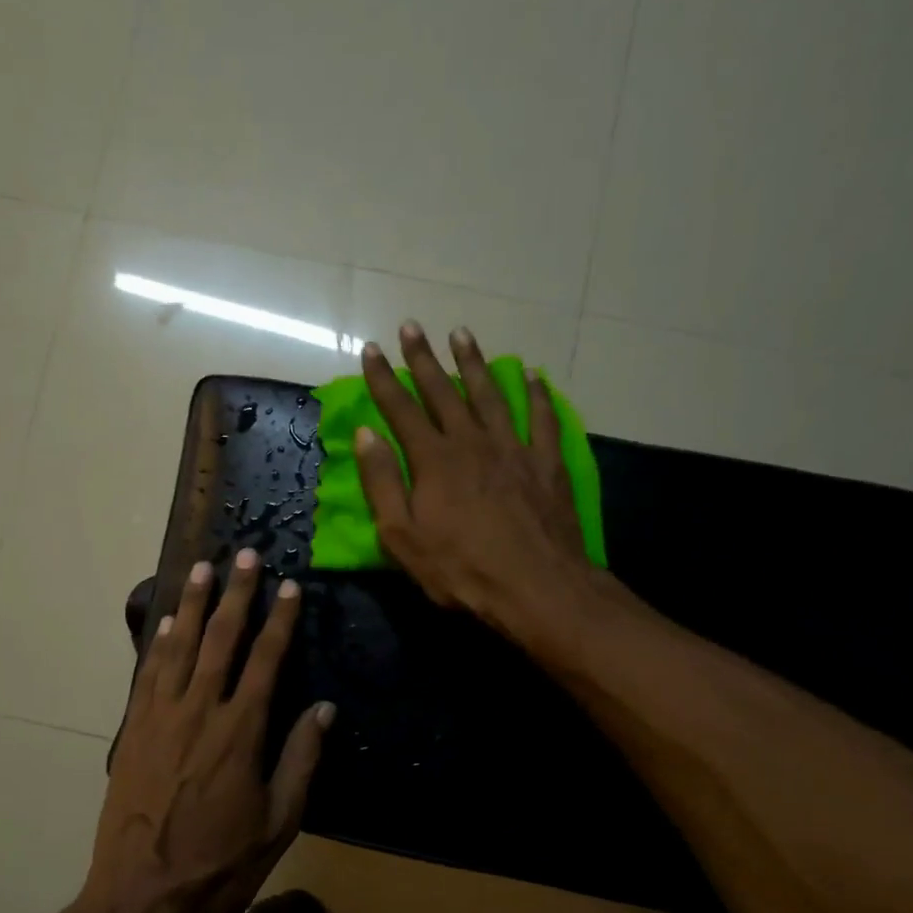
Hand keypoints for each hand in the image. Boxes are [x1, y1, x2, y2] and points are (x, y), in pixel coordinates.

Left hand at [80, 548, 334, 912]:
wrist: (143, 894)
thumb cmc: (221, 863)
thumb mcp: (279, 820)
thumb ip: (301, 759)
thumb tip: (324, 709)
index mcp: (242, 731)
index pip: (266, 659)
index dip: (280, 620)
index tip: (289, 586)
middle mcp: (200, 710)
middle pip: (220, 639)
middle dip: (235, 594)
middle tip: (243, 554)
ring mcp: (161, 717)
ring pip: (179, 646)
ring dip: (191, 604)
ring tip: (200, 568)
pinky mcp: (135, 730)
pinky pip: (148, 674)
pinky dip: (158, 643)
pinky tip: (164, 623)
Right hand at [357, 322, 593, 634]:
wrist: (536, 586)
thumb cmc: (461, 569)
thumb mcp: (403, 536)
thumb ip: (383, 483)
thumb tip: (366, 435)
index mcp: (434, 460)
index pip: (401, 409)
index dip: (383, 379)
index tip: (371, 350)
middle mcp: (472, 442)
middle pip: (443, 391)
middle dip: (423, 358)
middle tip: (411, 326)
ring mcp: (513, 448)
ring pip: (490, 393)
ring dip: (473, 362)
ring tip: (461, 334)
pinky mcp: (546, 462)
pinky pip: (542, 417)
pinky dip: (536, 393)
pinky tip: (532, 374)